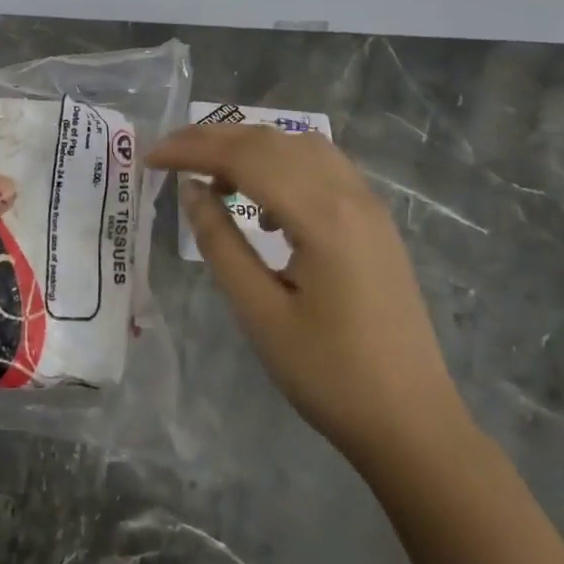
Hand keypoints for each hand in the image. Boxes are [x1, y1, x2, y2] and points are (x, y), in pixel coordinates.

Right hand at [149, 124, 467, 462]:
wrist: (413, 424)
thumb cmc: (329, 375)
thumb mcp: (259, 312)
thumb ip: (220, 242)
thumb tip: (192, 190)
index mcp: (322, 216)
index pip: (245, 157)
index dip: (192, 149)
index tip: (150, 158)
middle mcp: (349, 195)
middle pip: (272, 141)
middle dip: (214, 139)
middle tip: (168, 157)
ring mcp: (369, 206)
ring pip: (299, 146)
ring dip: (250, 147)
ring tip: (210, 174)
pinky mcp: (375, 222)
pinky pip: (322, 167)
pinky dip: (281, 163)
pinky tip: (262, 203)